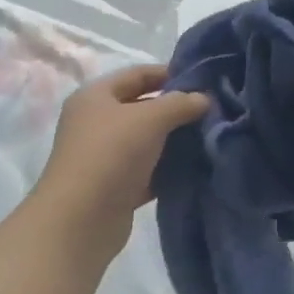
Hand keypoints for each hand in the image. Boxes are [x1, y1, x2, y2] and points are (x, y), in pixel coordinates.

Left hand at [32, 64, 208, 249]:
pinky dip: (168, 169)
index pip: (137, 74)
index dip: (170, 73)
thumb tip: (204, 98)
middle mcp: (96, 123)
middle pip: (142, 107)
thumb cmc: (111, 155)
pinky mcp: (115, 187)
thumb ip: (179, 103)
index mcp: (95, 96)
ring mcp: (105, 157)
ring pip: (147, 141)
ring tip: (211, 138)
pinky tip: (197, 168)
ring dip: (175, 141)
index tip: (204, 80)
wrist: (80, 220)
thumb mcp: (149, 119)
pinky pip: (148, 171)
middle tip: (213, 111)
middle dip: (176, 109)